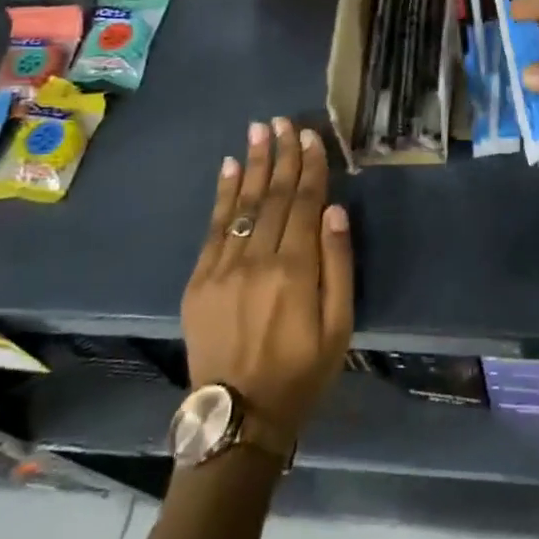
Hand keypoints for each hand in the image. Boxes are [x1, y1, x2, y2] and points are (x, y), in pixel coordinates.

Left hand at [181, 118, 352, 442]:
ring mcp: (223, 267)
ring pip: (244, 203)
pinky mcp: (199, 279)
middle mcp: (258, 259)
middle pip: (274, 196)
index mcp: (296, 270)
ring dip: (253, 164)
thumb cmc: (301, 372)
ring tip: (258, 130)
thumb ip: (339, 265)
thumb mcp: (339, 327)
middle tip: (283, 121)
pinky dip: (224, 194)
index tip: (311, 136)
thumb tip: (335, 211)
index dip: (310, 167)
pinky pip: (214, 227)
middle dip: (282, 155)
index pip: (306, 203)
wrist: (238, 417)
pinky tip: (230, 168)